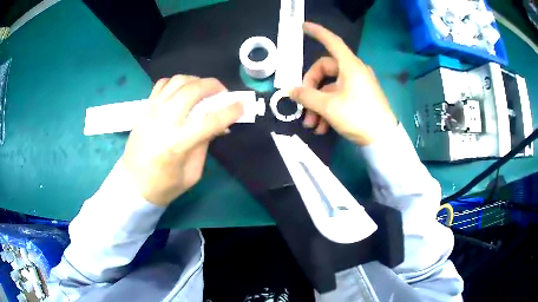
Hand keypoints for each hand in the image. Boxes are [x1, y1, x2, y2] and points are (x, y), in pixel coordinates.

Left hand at [122, 75, 242, 206]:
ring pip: (177, 82)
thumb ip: (204, 145)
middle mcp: (163, 122)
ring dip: (195, 80)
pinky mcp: (144, 109)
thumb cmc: (164, 186)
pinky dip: (176, 83)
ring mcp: (151, 111)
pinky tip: (182, 91)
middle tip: (222, 92)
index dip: (230, 111)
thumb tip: (218, 125)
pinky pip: (162, 84)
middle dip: (212, 85)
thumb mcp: (192, 174)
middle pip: (192, 91)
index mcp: (177, 144)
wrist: (132, 184)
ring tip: (203, 89)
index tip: (242, 105)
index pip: (209, 121)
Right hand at [290, 22, 396, 144]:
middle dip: (310, 89)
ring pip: (329, 88)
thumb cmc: (358, 116)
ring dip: (317, 105)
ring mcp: (357, 84)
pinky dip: (328, 110)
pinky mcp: (359, 97)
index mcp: (349, 66)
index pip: (331, 41)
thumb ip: (306, 96)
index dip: (317, 32)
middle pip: (324, 70)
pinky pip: (338, 97)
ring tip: (312, 125)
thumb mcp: (328, 107)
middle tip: (303, 107)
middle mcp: (354, 71)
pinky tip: (322, 128)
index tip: (303, 26)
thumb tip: (290, 91)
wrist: (383, 139)